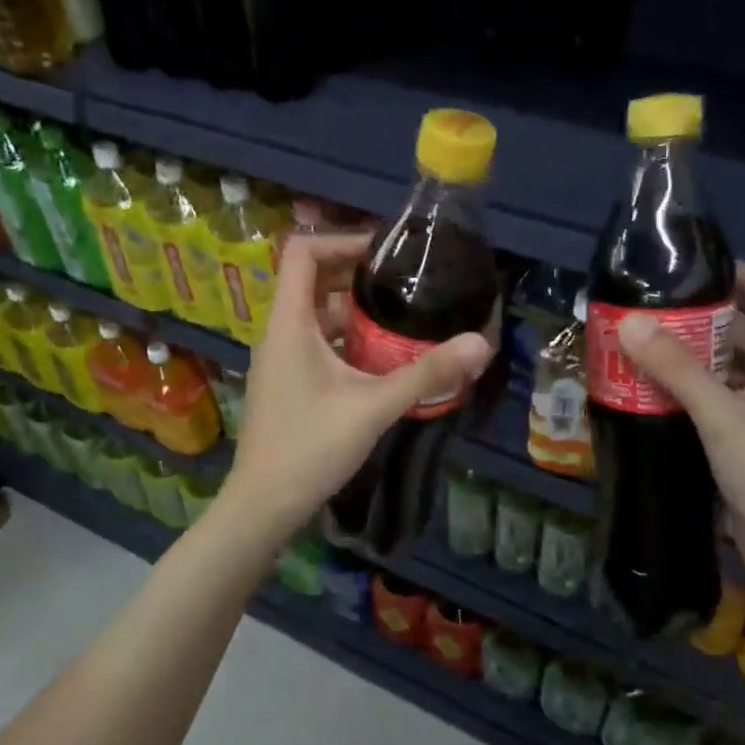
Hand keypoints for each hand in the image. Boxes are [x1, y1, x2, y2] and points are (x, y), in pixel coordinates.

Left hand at [223, 233, 491, 538]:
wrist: (264, 504)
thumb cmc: (311, 447)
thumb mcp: (374, 407)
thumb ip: (427, 373)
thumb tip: (480, 343)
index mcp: (289, 323)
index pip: (302, 252)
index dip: (342, 240)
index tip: (385, 253)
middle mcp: (278, 333)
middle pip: (311, 280)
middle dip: (356, 275)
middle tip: (404, 283)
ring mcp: (279, 361)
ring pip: (315, 316)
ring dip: (353, 311)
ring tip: (400, 317)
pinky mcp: (286, 384)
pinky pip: (315, 344)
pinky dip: (345, 340)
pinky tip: (380, 359)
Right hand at [617, 263, 744, 595]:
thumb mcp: (723, 417)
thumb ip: (677, 370)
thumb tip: (630, 323)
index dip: (744, 274)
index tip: (695, 270)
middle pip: (744, 333)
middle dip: (700, 319)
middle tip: (649, 312)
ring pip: (725, 371)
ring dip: (688, 359)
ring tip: (639, 348)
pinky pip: (714, 405)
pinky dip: (686, 394)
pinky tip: (650, 397)